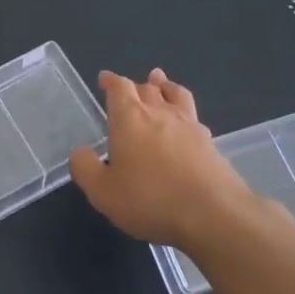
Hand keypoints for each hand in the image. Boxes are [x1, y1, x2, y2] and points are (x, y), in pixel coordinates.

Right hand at [70, 69, 254, 252]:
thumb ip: (85, 168)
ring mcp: (190, 126)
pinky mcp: (211, 144)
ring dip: (166, 86)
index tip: (104, 79)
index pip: (119, 88)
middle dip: (137, 84)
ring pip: (176, 95)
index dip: (111, 81)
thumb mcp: (102, 191)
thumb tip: (81, 152)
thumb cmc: (150, 199)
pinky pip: (194, 118)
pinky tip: (185, 123)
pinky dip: (185, 113)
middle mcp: (160, 113)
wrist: (213, 214)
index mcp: (130, 118)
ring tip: (161, 82)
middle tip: (131, 87)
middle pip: (148, 88)